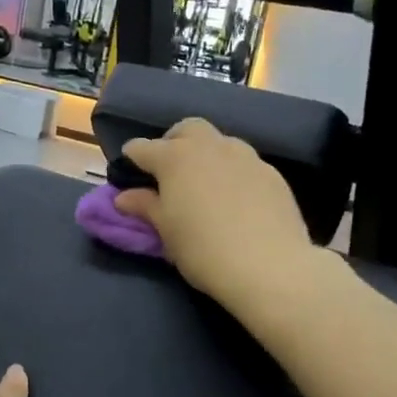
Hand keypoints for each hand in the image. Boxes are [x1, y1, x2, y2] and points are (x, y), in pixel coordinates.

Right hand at [115, 119, 315, 313]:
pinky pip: (244, 163)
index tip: (128, 174)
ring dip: (206, 155)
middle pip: (186, 129)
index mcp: (175, 157)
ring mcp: (245, 156)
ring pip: (219, 142)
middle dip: (173, 143)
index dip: (131, 159)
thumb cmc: (202, 248)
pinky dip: (232, 173)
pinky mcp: (272, 173)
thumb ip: (145, 206)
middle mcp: (210, 146)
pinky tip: (235, 200)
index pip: (142, 148)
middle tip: (169, 172)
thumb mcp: (166, 230)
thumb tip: (124, 197)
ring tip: (204, 185)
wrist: (269, 266)